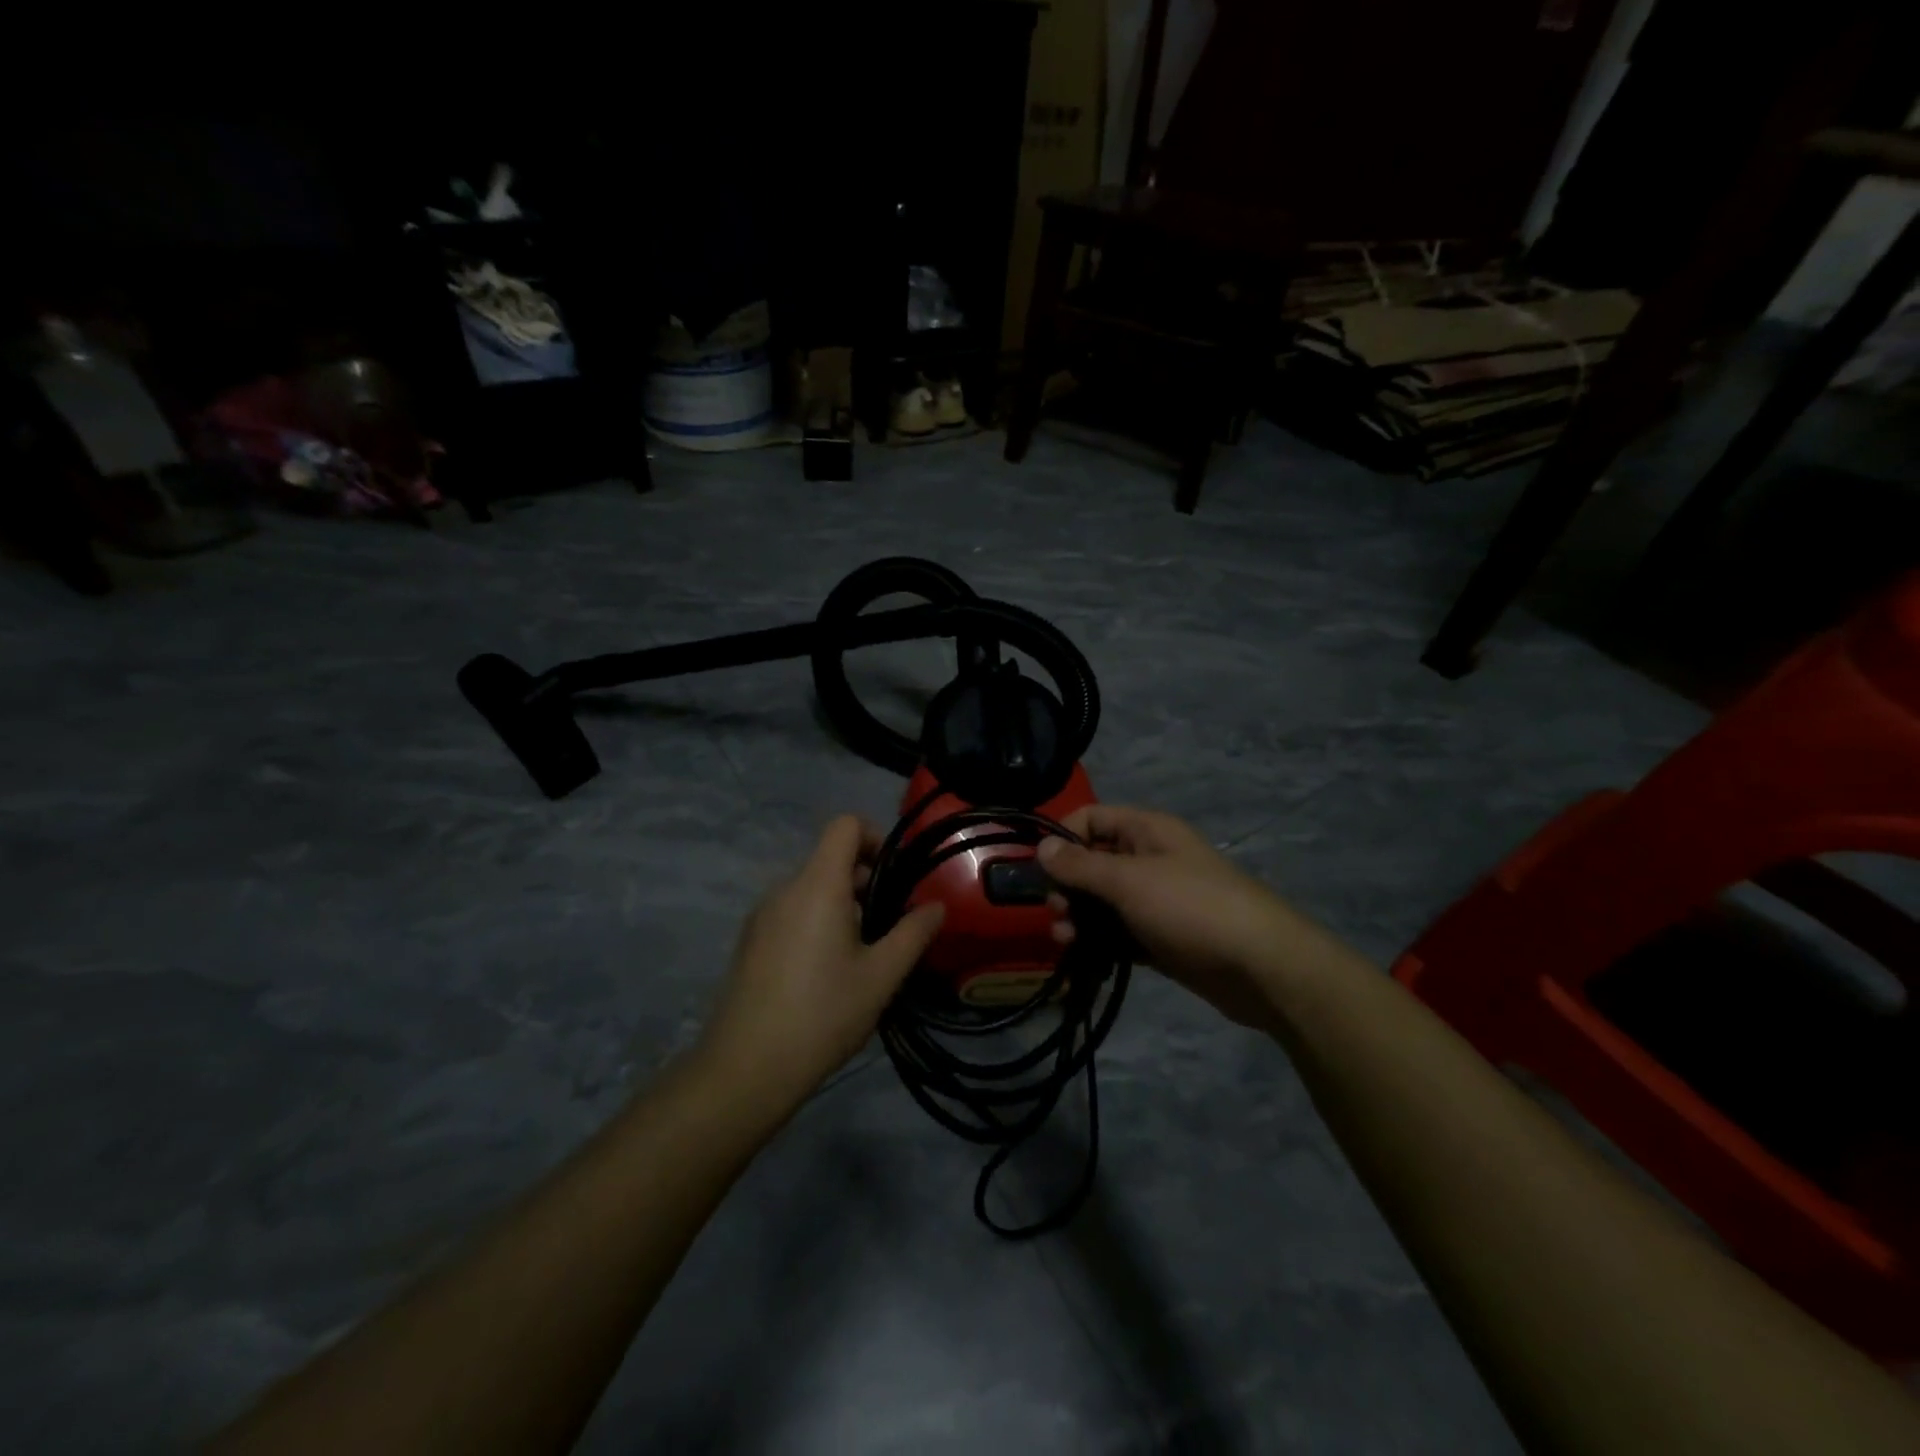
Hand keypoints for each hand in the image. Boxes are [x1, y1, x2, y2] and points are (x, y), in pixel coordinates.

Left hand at [697, 815, 944, 1110]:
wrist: (746, 1068)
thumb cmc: (823, 1014)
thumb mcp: (881, 976)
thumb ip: (913, 933)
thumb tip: (937, 906)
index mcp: (817, 885)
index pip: (844, 825)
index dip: (874, 837)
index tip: (895, 877)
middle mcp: (785, 889)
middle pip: (829, 858)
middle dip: (865, 880)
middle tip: (888, 925)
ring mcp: (762, 915)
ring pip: (811, 888)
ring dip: (842, 905)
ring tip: (861, 954)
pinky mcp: (750, 941)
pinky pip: (792, 912)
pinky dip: (816, 922)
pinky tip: (826, 972)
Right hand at [1038, 805, 1289, 1028]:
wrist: (1261, 967)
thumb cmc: (1191, 908)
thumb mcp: (1129, 880)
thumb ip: (1081, 865)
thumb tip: (1041, 846)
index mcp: (1147, 831)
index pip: (1092, 819)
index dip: (1062, 838)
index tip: (1040, 869)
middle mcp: (1150, 859)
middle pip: (1094, 862)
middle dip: (1068, 886)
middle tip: (1057, 913)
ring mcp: (1157, 901)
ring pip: (1105, 902)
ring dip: (1080, 918)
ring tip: (1066, 942)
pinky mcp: (1162, 938)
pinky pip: (1121, 933)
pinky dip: (1101, 943)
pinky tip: (1085, 960)